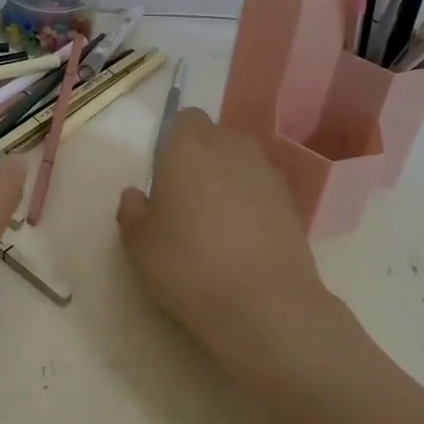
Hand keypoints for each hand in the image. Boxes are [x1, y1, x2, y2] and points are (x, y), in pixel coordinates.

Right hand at [117, 109, 341, 389]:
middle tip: (186, 197)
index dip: (174, 140)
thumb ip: (132, 211)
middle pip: (215, 136)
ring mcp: (267, 173)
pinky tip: (242, 237)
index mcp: (189, 147)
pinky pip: (262, 188)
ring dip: (228, 178)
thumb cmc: (188, 264)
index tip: (165, 173)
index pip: (185, 118)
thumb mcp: (139, 243)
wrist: (264, 305)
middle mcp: (231, 148)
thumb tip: (136, 195)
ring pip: (241, 161)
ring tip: (216, 219)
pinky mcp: (292, 202)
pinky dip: (252, 202)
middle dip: (201, 156)